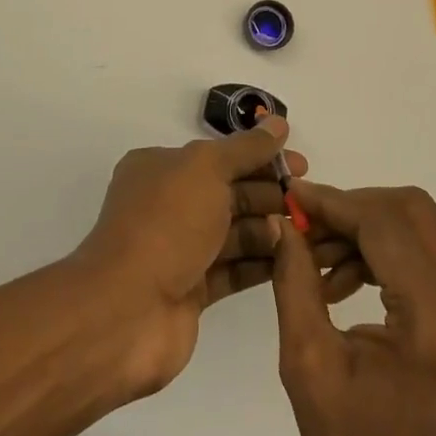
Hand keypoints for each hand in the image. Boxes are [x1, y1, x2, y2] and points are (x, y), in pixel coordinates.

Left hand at [75, 116, 345, 395]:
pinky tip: (293, 259)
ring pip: (234, 232)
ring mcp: (179, 250)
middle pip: (230, 193)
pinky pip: (233, 269)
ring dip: (269, 229)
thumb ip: (246, 148)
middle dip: (270, 194)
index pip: (221, 156)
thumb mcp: (206, 170)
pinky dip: (261, 263)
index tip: (302, 166)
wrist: (125, 311)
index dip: (262, 157)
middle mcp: (168, 205)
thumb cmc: (166, 225)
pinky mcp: (191, 290)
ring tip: (306, 231)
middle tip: (309, 203)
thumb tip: (278, 124)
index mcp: (162, 169)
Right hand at [271, 184, 435, 435]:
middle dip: (354, 208)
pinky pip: (432, 256)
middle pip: (413, 211)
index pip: (386, 224)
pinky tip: (348, 282)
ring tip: (321, 264)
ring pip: (424, 228)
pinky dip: (388, 252)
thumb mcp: (309, 367)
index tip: (293, 198)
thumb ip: (295, 283)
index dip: (335, 203)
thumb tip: (285, 223)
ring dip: (370, 229)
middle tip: (308, 230)